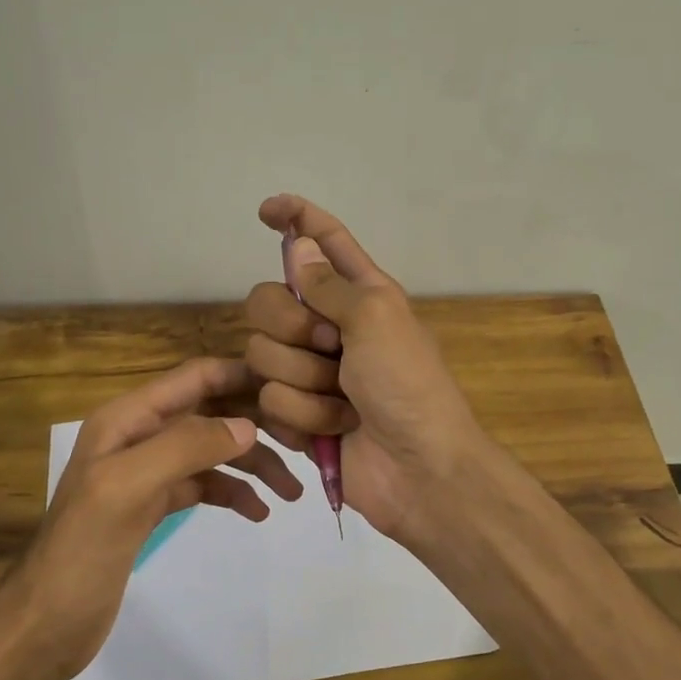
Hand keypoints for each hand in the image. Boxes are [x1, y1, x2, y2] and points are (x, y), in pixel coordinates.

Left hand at [21, 357, 301, 679]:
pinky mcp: (154, 505)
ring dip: (253, 464)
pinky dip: (233, 492)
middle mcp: (140, 436)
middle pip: (211, 413)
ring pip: (213, 451)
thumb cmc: (81, 551)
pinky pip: (205, 485)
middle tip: (304, 444)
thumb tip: (248, 426)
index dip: (242, 376)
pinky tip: (257, 512)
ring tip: (291, 492)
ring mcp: (148, 472)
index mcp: (128, 419)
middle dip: (257, 424)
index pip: (196, 378)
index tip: (292, 388)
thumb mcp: (128, 489)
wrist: (45, 625)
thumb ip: (186, 448)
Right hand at [243, 194, 492, 553]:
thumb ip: (329, 284)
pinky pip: (268, 401)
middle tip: (330, 347)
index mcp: (359, 293)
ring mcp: (309, 371)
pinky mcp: (296, 414)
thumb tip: (299, 244)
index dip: (296, 219)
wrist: (418, 470)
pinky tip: (335, 429)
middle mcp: (329, 326)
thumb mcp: (376, 319)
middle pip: (268, 300)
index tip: (265, 210)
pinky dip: (304, 417)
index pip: (323, 241)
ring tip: (344, 401)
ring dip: (305, 382)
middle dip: (291, 326)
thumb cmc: (408, 385)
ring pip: (262, 355)